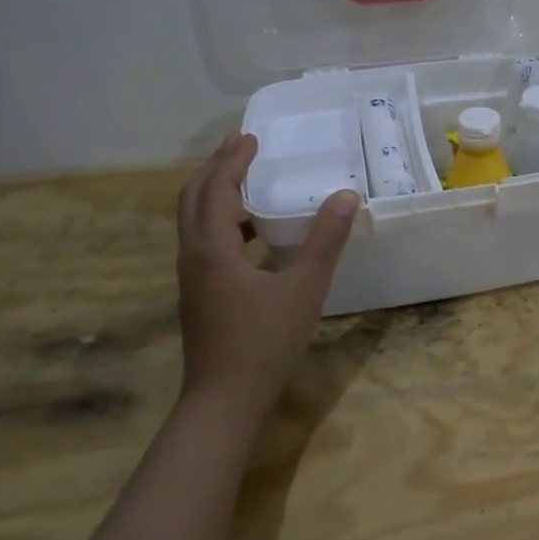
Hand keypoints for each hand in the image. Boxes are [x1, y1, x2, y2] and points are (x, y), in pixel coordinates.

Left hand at [176, 133, 358, 427]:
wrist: (223, 402)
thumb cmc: (264, 342)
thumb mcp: (304, 288)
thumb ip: (325, 240)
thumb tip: (346, 195)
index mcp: (212, 248)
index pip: (215, 188)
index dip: (232, 160)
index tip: (251, 136)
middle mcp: (193, 256)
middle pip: (194, 199)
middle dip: (216, 168)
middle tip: (242, 146)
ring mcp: (192, 278)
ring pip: (195, 222)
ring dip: (216, 193)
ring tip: (247, 180)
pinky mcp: (199, 295)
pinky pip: (204, 242)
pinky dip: (223, 222)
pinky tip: (253, 235)